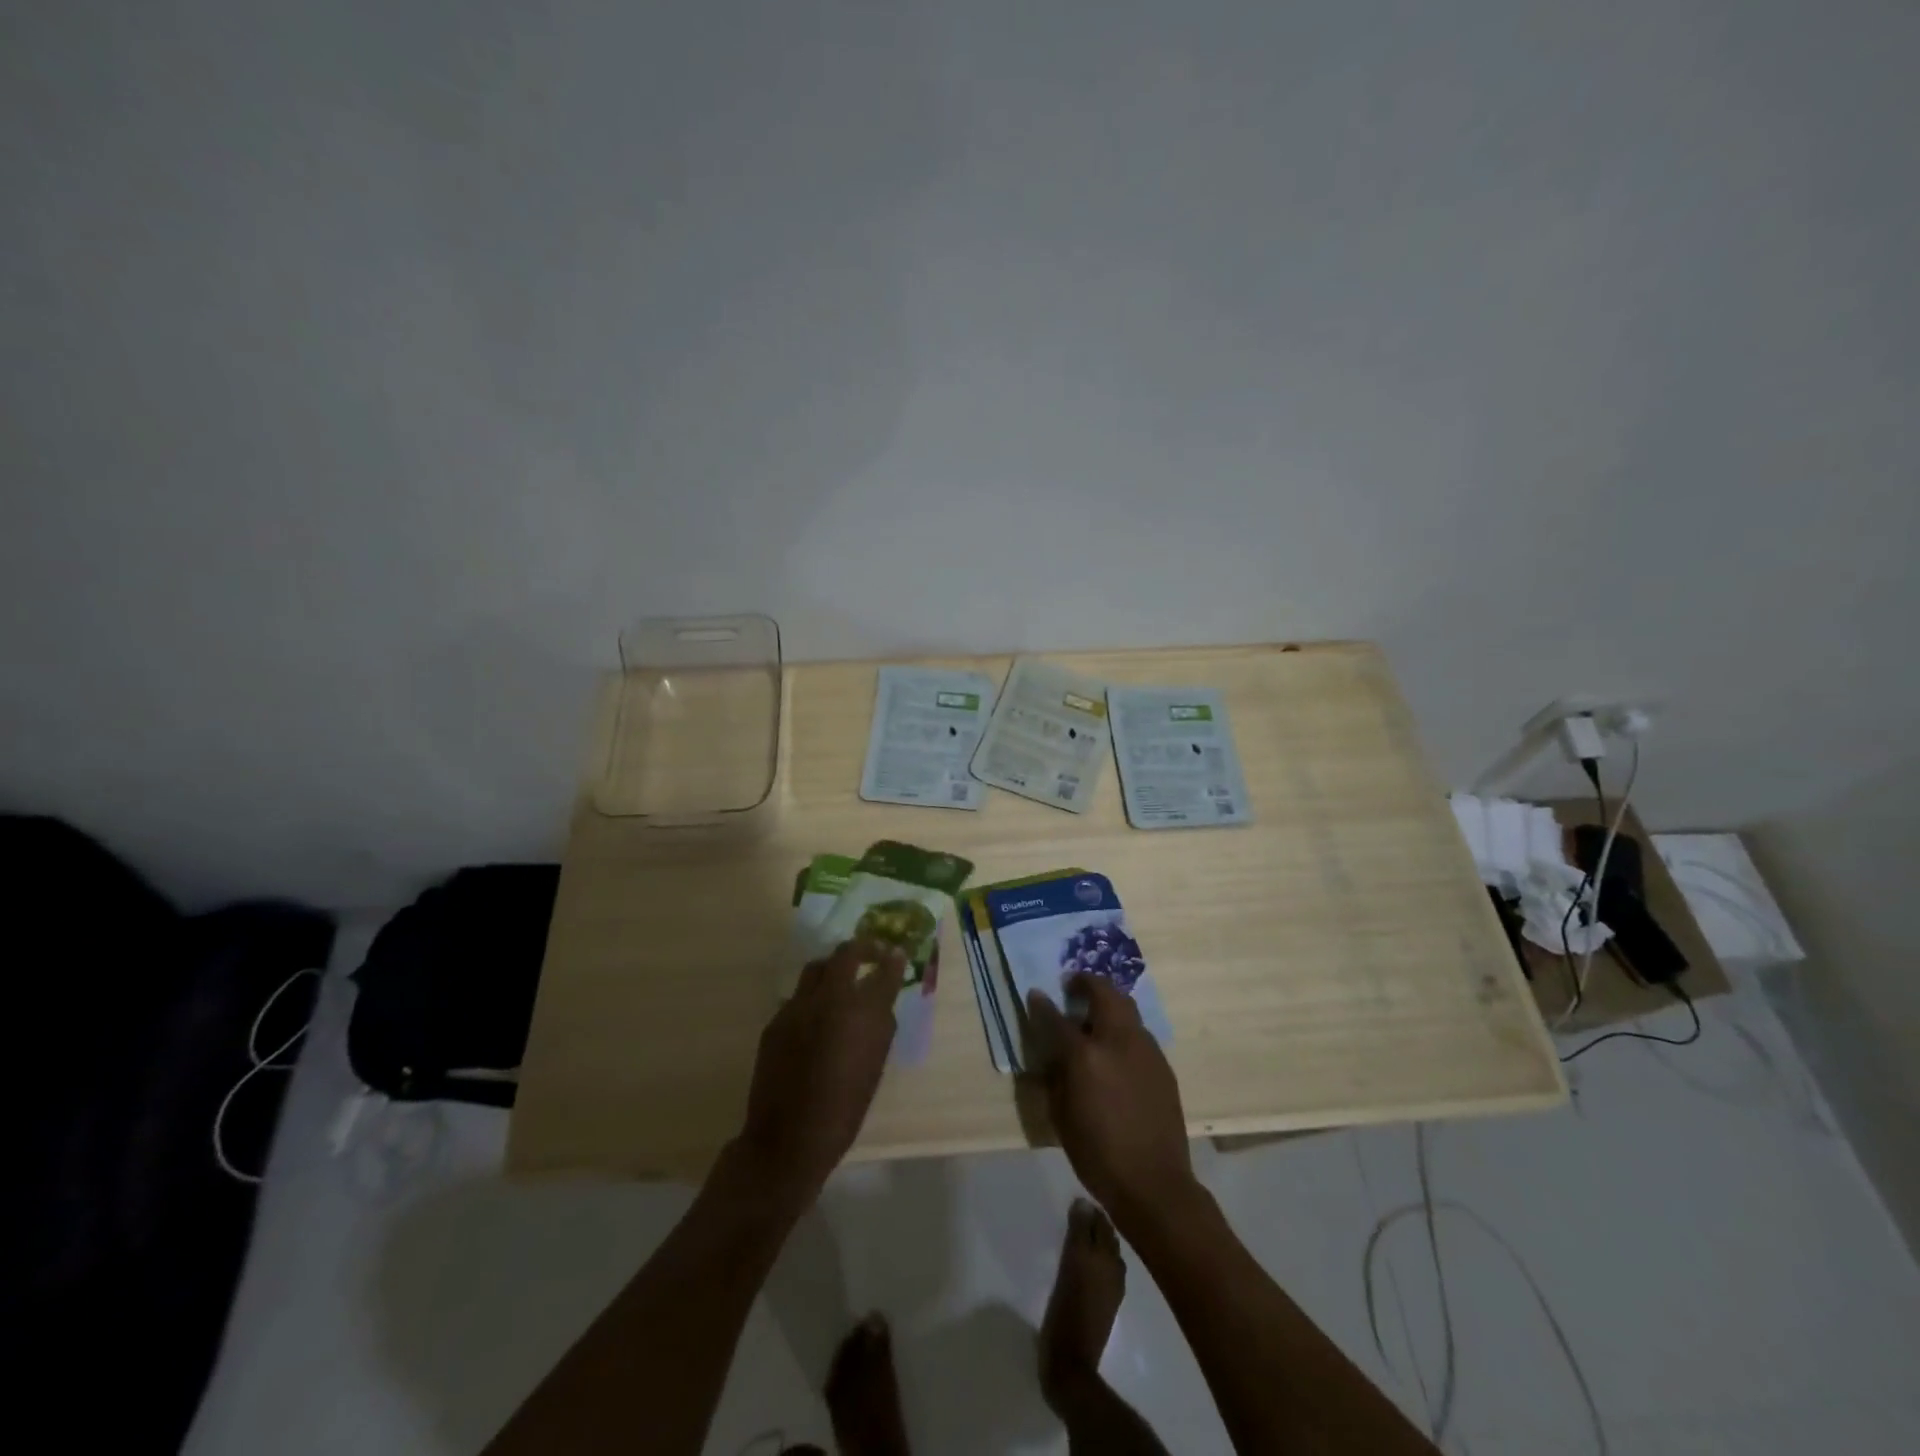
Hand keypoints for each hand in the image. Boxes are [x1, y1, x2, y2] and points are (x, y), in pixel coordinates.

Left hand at [736, 938, 905, 1208]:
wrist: (787, 1139)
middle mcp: (830, 999)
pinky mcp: (776, 1020)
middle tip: (872, 953)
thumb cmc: (843, 1110)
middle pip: (847, 954)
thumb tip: (880, 1005)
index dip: (893, 959)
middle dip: (863, 948)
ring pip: (817, 968)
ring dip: (833, 967)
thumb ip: (879, 1029)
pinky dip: (812, 997)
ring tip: (841, 978)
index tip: (897, 953)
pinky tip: (816, 1017)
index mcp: (862, 1013)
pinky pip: (798, 996)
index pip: (884, 971)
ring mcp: (798, 1006)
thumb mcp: (874, 1068)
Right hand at [1025, 973, 1197, 1230]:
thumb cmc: (1098, 1155)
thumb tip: (1053, 1053)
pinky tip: (1117, 1049)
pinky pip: (1139, 1032)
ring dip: (1108, 1002)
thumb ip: (1055, 1076)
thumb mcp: (1061, 1117)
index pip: (1057, 1018)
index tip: (1036, 994)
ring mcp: (1145, 1049)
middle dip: (1086, 983)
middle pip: (1103, 993)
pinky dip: (1124, 1028)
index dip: (1042, 1004)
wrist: (1155, 1184)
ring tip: (1095, 1015)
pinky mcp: (1163, 1064)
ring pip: (1126, 1007)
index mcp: (1086, 1056)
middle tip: (1073, 987)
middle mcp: (1118, 1041)